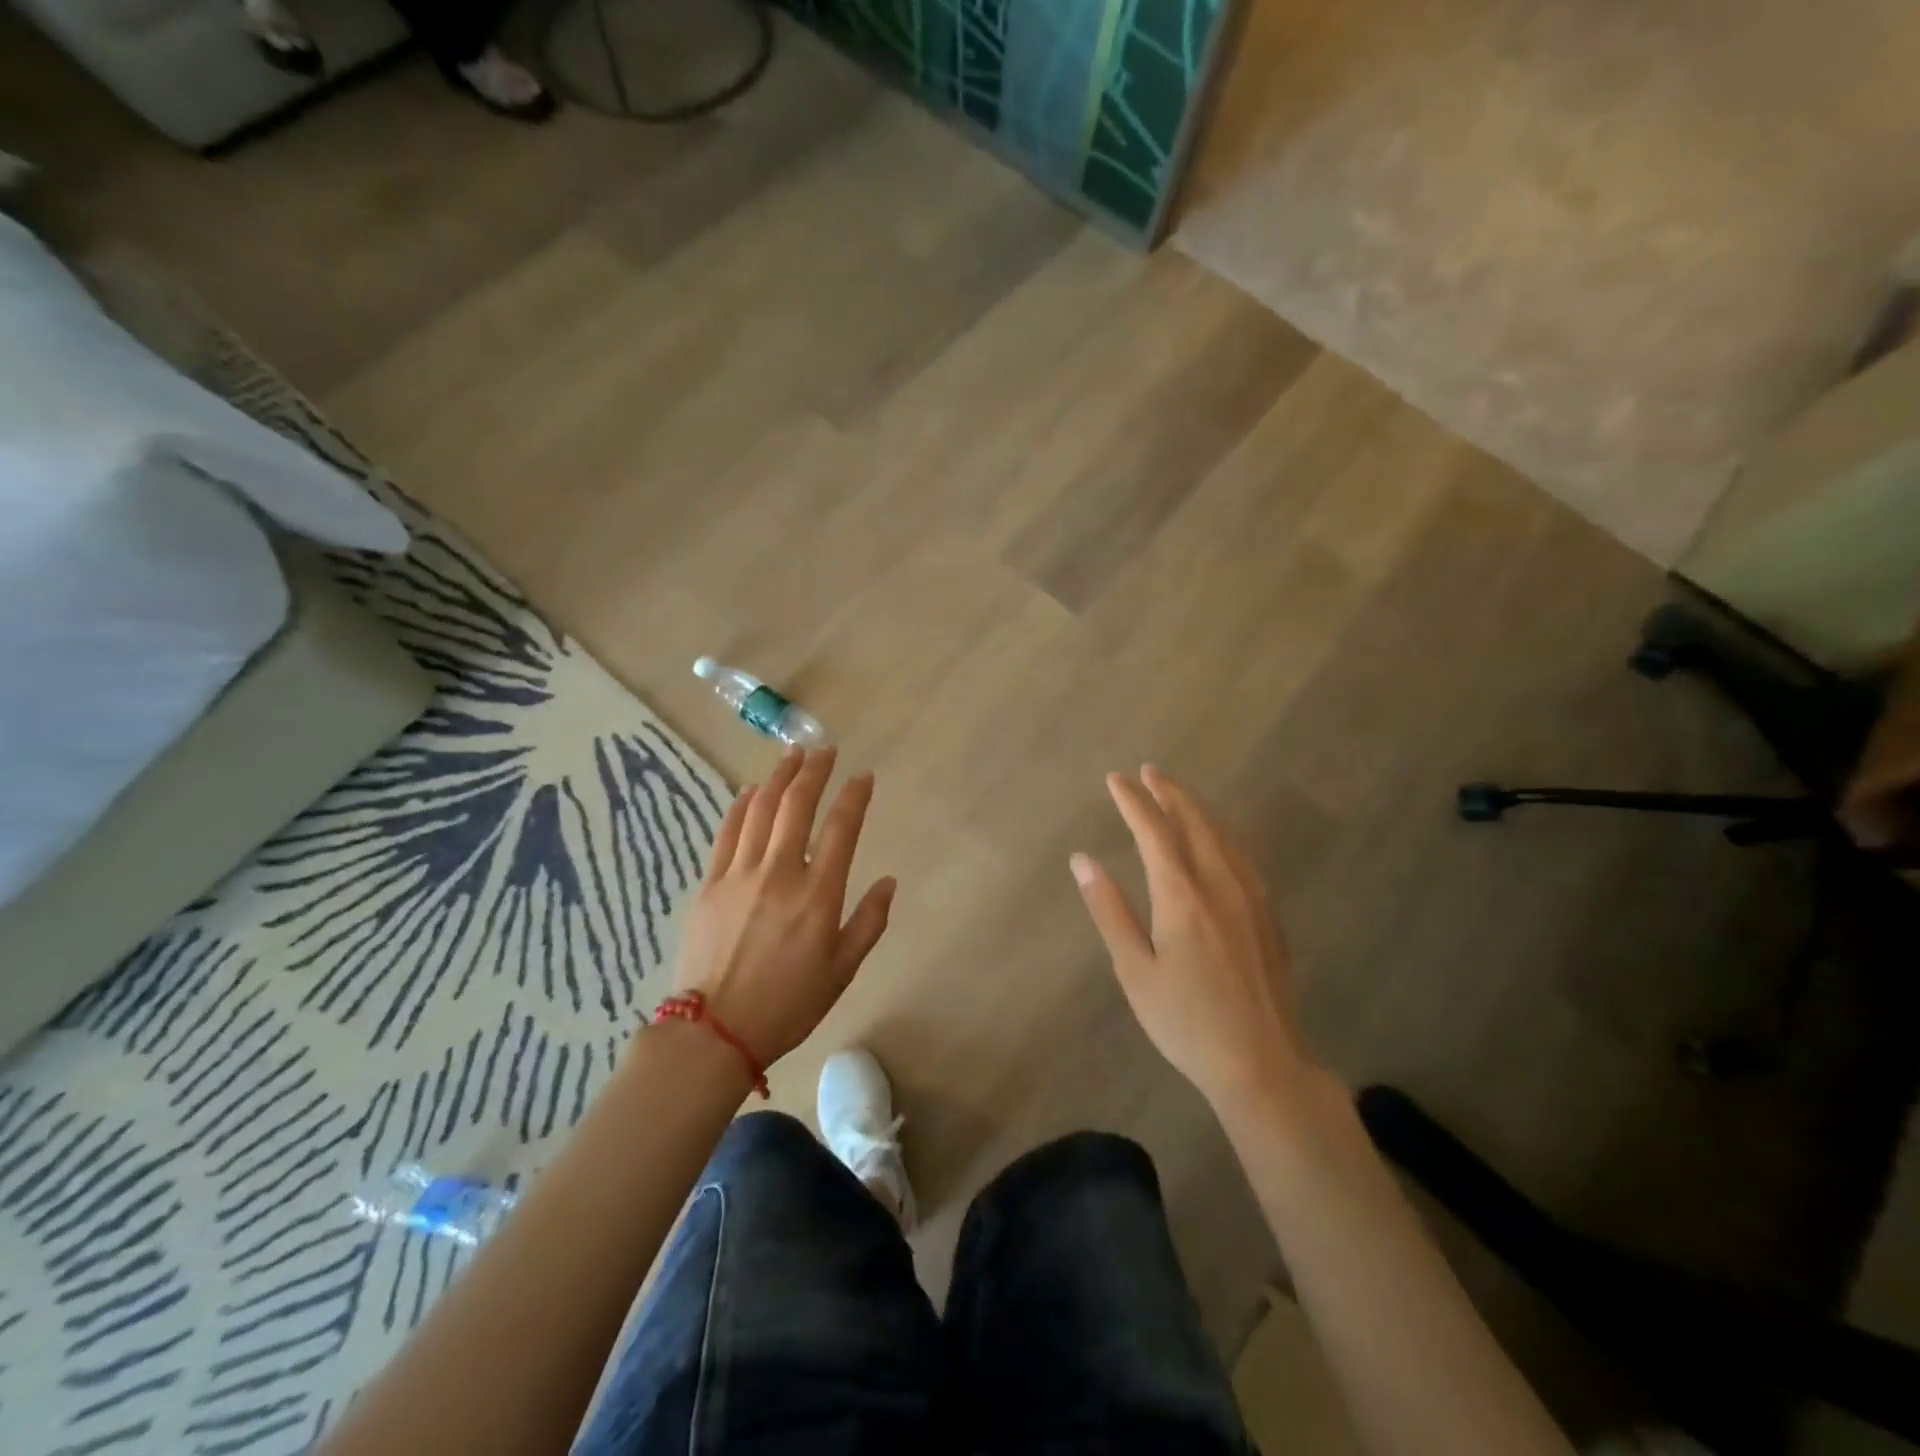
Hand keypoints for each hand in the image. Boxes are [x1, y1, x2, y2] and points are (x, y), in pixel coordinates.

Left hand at [674, 747, 895, 1067]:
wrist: (714, 1032)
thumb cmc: (788, 1005)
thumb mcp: (842, 971)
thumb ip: (869, 922)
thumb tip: (889, 882)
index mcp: (818, 894)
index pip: (842, 827)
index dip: (855, 796)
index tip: (863, 776)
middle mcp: (780, 872)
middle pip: (797, 804)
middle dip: (815, 770)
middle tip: (825, 749)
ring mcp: (740, 874)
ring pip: (760, 809)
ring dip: (778, 776)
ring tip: (792, 755)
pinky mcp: (710, 883)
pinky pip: (727, 832)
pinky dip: (740, 805)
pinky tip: (748, 791)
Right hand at [1071, 766, 1309, 1111]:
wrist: (1261, 1063)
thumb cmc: (1186, 1021)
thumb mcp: (1134, 970)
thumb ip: (1109, 910)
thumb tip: (1082, 861)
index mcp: (1182, 895)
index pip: (1154, 831)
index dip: (1133, 802)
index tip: (1115, 780)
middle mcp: (1220, 884)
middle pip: (1195, 822)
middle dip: (1169, 793)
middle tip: (1147, 772)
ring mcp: (1251, 898)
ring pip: (1224, 836)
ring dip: (1197, 809)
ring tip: (1176, 794)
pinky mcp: (1269, 915)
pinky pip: (1242, 856)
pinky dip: (1222, 834)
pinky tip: (1217, 840)